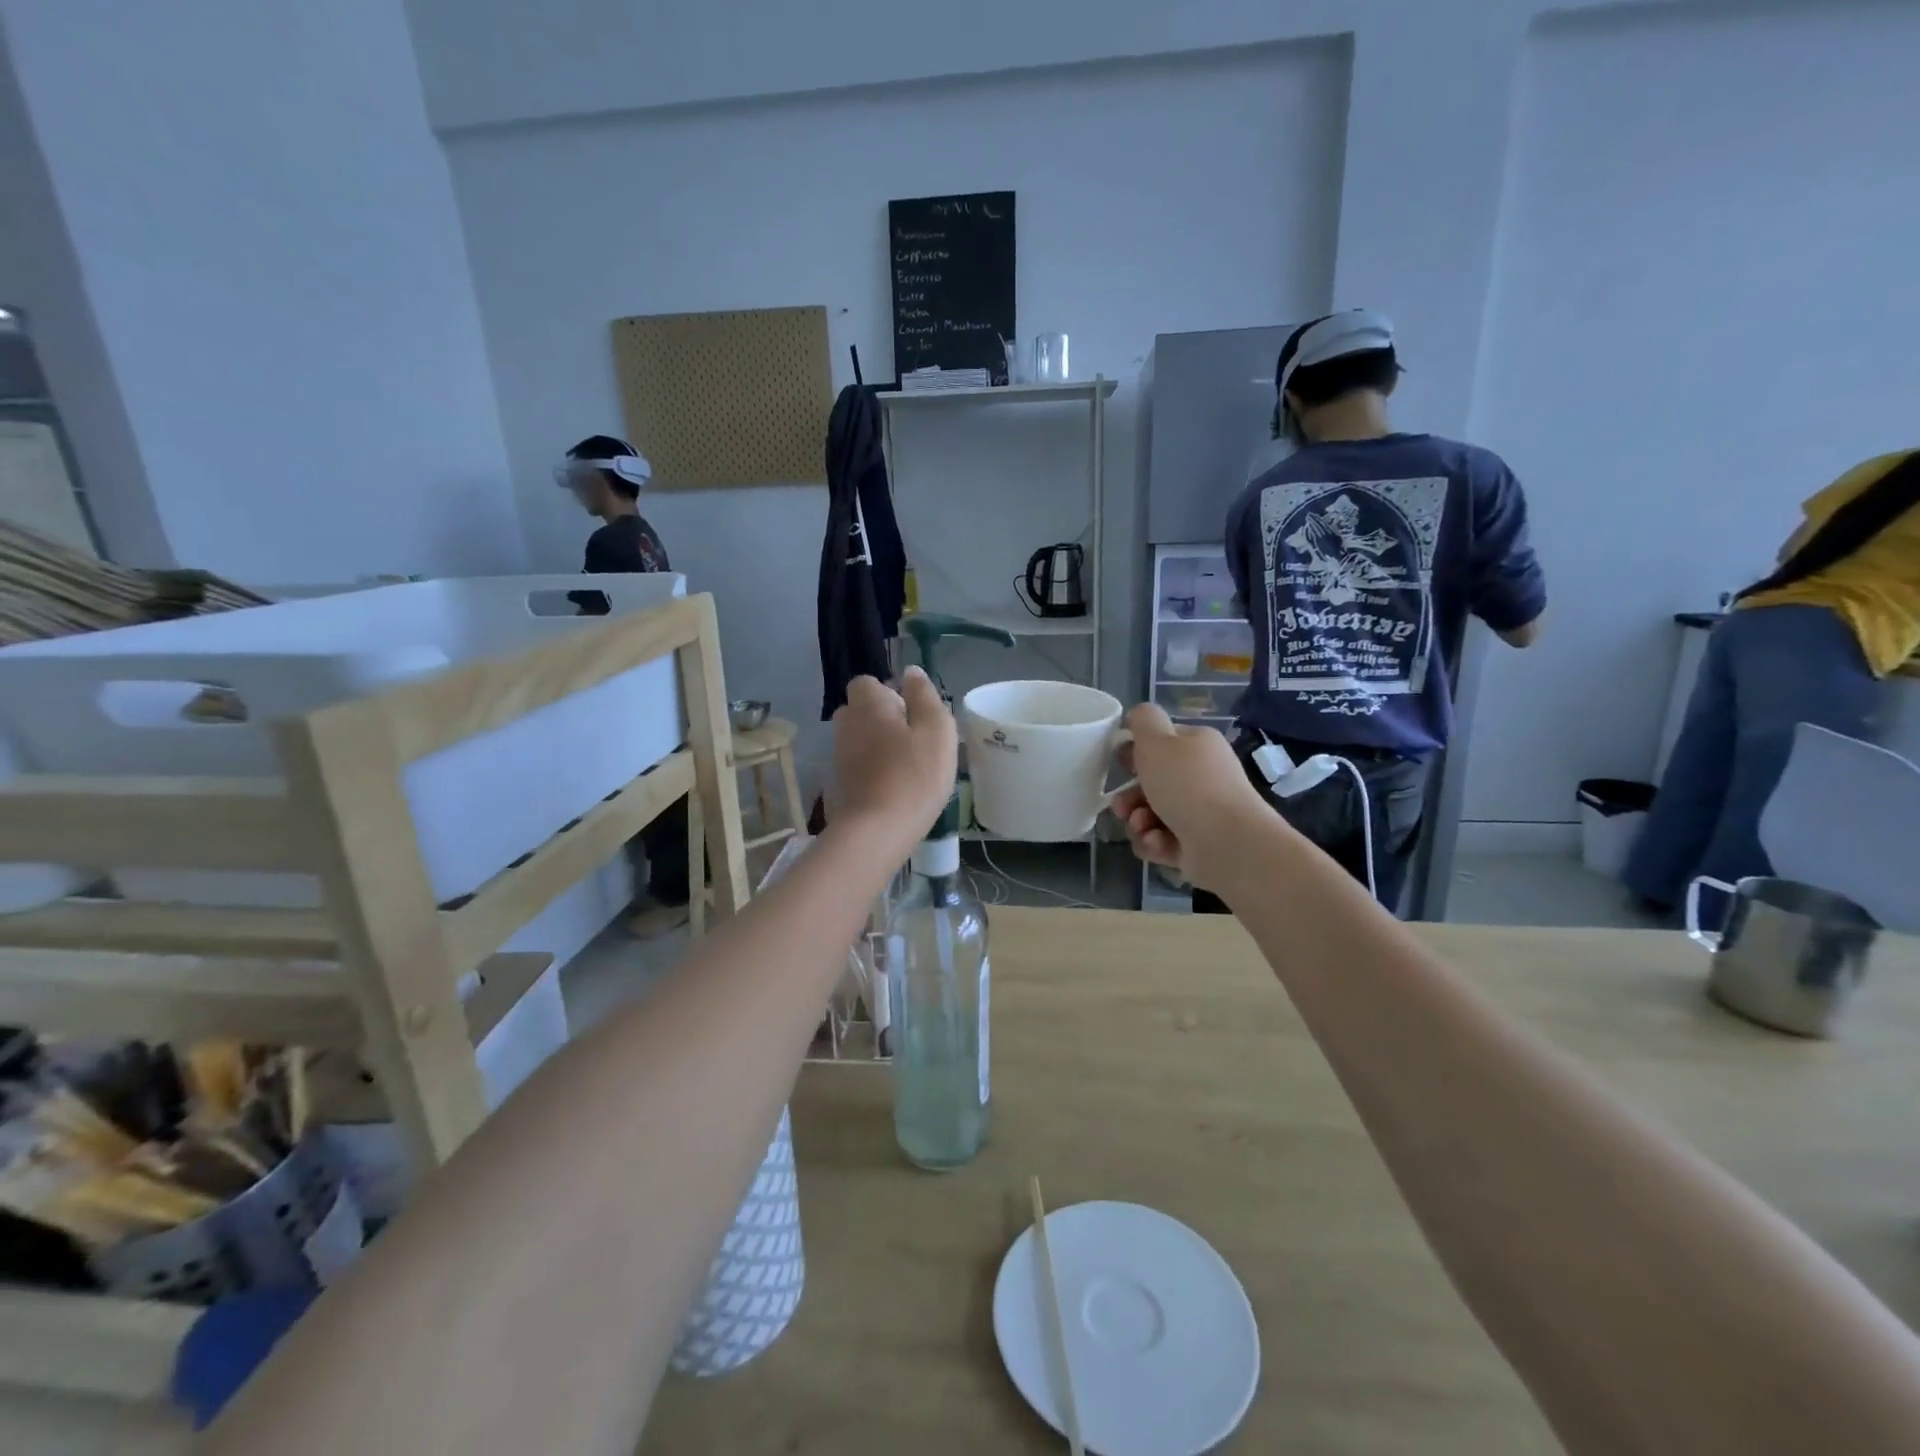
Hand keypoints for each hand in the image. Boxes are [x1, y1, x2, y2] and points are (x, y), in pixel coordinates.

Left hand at [830, 668, 956, 848]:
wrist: (877, 831)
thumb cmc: (914, 774)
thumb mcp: (936, 729)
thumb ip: (925, 696)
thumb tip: (911, 672)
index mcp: (868, 704)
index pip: (867, 683)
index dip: (889, 693)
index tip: (912, 714)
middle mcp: (846, 724)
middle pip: (862, 711)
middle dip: (883, 719)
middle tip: (914, 741)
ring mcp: (838, 756)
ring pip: (860, 739)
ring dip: (879, 746)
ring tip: (908, 768)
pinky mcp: (839, 784)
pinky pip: (858, 765)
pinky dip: (873, 770)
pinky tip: (895, 789)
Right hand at [1113, 704, 1270, 890]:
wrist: (1227, 843)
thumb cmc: (1188, 785)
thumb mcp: (1157, 741)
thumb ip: (1144, 721)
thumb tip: (1138, 715)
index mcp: (1198, 746)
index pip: (1162, 743)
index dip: (1137, 753)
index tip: (1121, 765)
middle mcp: (1203, 777)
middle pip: (1153, 783)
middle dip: (1131, 797)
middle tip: (1121, 807)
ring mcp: (1202, 813)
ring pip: (1153, 814)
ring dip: (1138, 822)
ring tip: (1142, 828)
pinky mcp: (1198, 844)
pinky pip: (1163, 840)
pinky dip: (1155, 843)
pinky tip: (1158, 844)